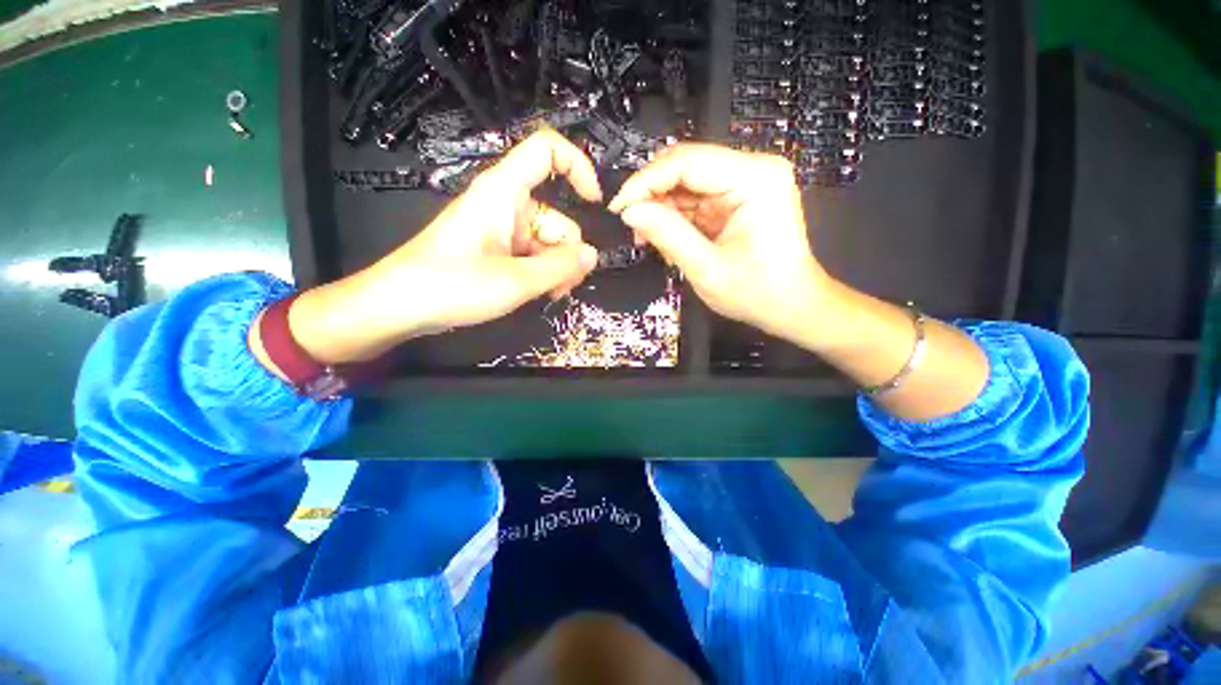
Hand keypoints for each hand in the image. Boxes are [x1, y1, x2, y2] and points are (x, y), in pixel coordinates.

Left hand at [285, 130, 602, 363]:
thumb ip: (560, 268)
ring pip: (548, 241)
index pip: (547, 151)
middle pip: (557, 214)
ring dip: (556, 268)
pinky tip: (541, 293)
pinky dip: (543, 273)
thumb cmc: (453, 286)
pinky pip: (533, 254)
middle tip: (565, 285)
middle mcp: (506, 204)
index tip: (596, 204)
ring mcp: (502, 229)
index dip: (578, 167)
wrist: (401, 306)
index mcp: (504, 192)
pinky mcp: (498, 249)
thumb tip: (592, 256)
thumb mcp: (515, 280)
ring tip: (550, 294)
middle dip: (567, 252)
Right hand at [607, 143, 835, 341]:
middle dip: (652, 194)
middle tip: (631, 224)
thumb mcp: (707, 269)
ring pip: (687, 182)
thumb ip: (668, 236)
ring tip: (647, 238)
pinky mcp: (739, 197)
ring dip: (662, 207)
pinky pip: (696, 198)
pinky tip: (666, 237)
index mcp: (754, 179)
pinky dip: (676, 216)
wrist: (792, 306)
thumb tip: (630, 211)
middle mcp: (753, 169)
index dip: (645, 181)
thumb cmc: (757, 294)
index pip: (687, 162)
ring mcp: (747, 182)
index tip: (618, 207)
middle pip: (686, 166)